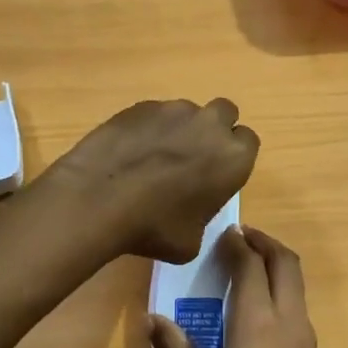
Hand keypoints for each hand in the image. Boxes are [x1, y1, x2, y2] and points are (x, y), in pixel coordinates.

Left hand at [41, 98, 259, 262]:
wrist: (99, 200)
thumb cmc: (155, 227)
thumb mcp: (191, 241)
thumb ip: (202, 216)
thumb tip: (191, 211)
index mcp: (233, 158)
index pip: (248, 142)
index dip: (233, 158)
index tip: (218, 174)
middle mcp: (209, 125)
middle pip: (225, 114)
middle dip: (214, 130)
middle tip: (194, 158)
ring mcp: (173, 110)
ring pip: (187, 112)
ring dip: (180, 129)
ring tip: (154, 158)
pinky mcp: (140, 106)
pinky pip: (154, 114)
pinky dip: (148, 130)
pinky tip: (129, 154)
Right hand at [153, 226, 326, 347]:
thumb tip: (153, 319)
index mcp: (258, 322)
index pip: (252, 265)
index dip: (238, 244)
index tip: (224, 232)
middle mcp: (288, 321)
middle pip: (287, 263)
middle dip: (266, 243)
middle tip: (241, 237)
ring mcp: (305, 339)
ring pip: (297, 284)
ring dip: (277, 265)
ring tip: (248, 265)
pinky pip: (298, 307)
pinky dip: (282, 291)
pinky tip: (259, 307)